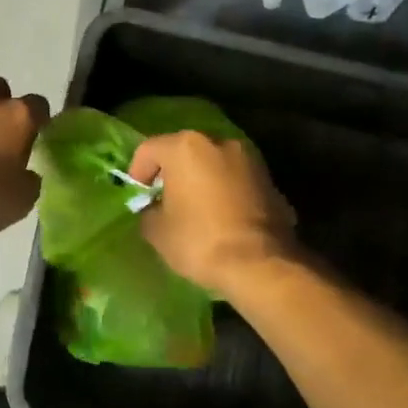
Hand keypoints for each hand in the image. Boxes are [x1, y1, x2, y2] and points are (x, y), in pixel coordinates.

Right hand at [128, 131, 296, 293]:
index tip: (138, 198)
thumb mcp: (156, 230)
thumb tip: (156, 209)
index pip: (149, 149)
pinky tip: (221, 218)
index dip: (137, 173)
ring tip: (194, 210)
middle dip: (172, 173)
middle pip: (184, 152)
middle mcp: (220, 142)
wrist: (259, 264)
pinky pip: (236, 181)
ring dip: (201, 181)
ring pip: (214, 164)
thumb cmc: (198, 241)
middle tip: (163, 201)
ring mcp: (250, 159)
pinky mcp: (270, 180)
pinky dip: (224, 192)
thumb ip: (149, 211)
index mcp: (186, 147)